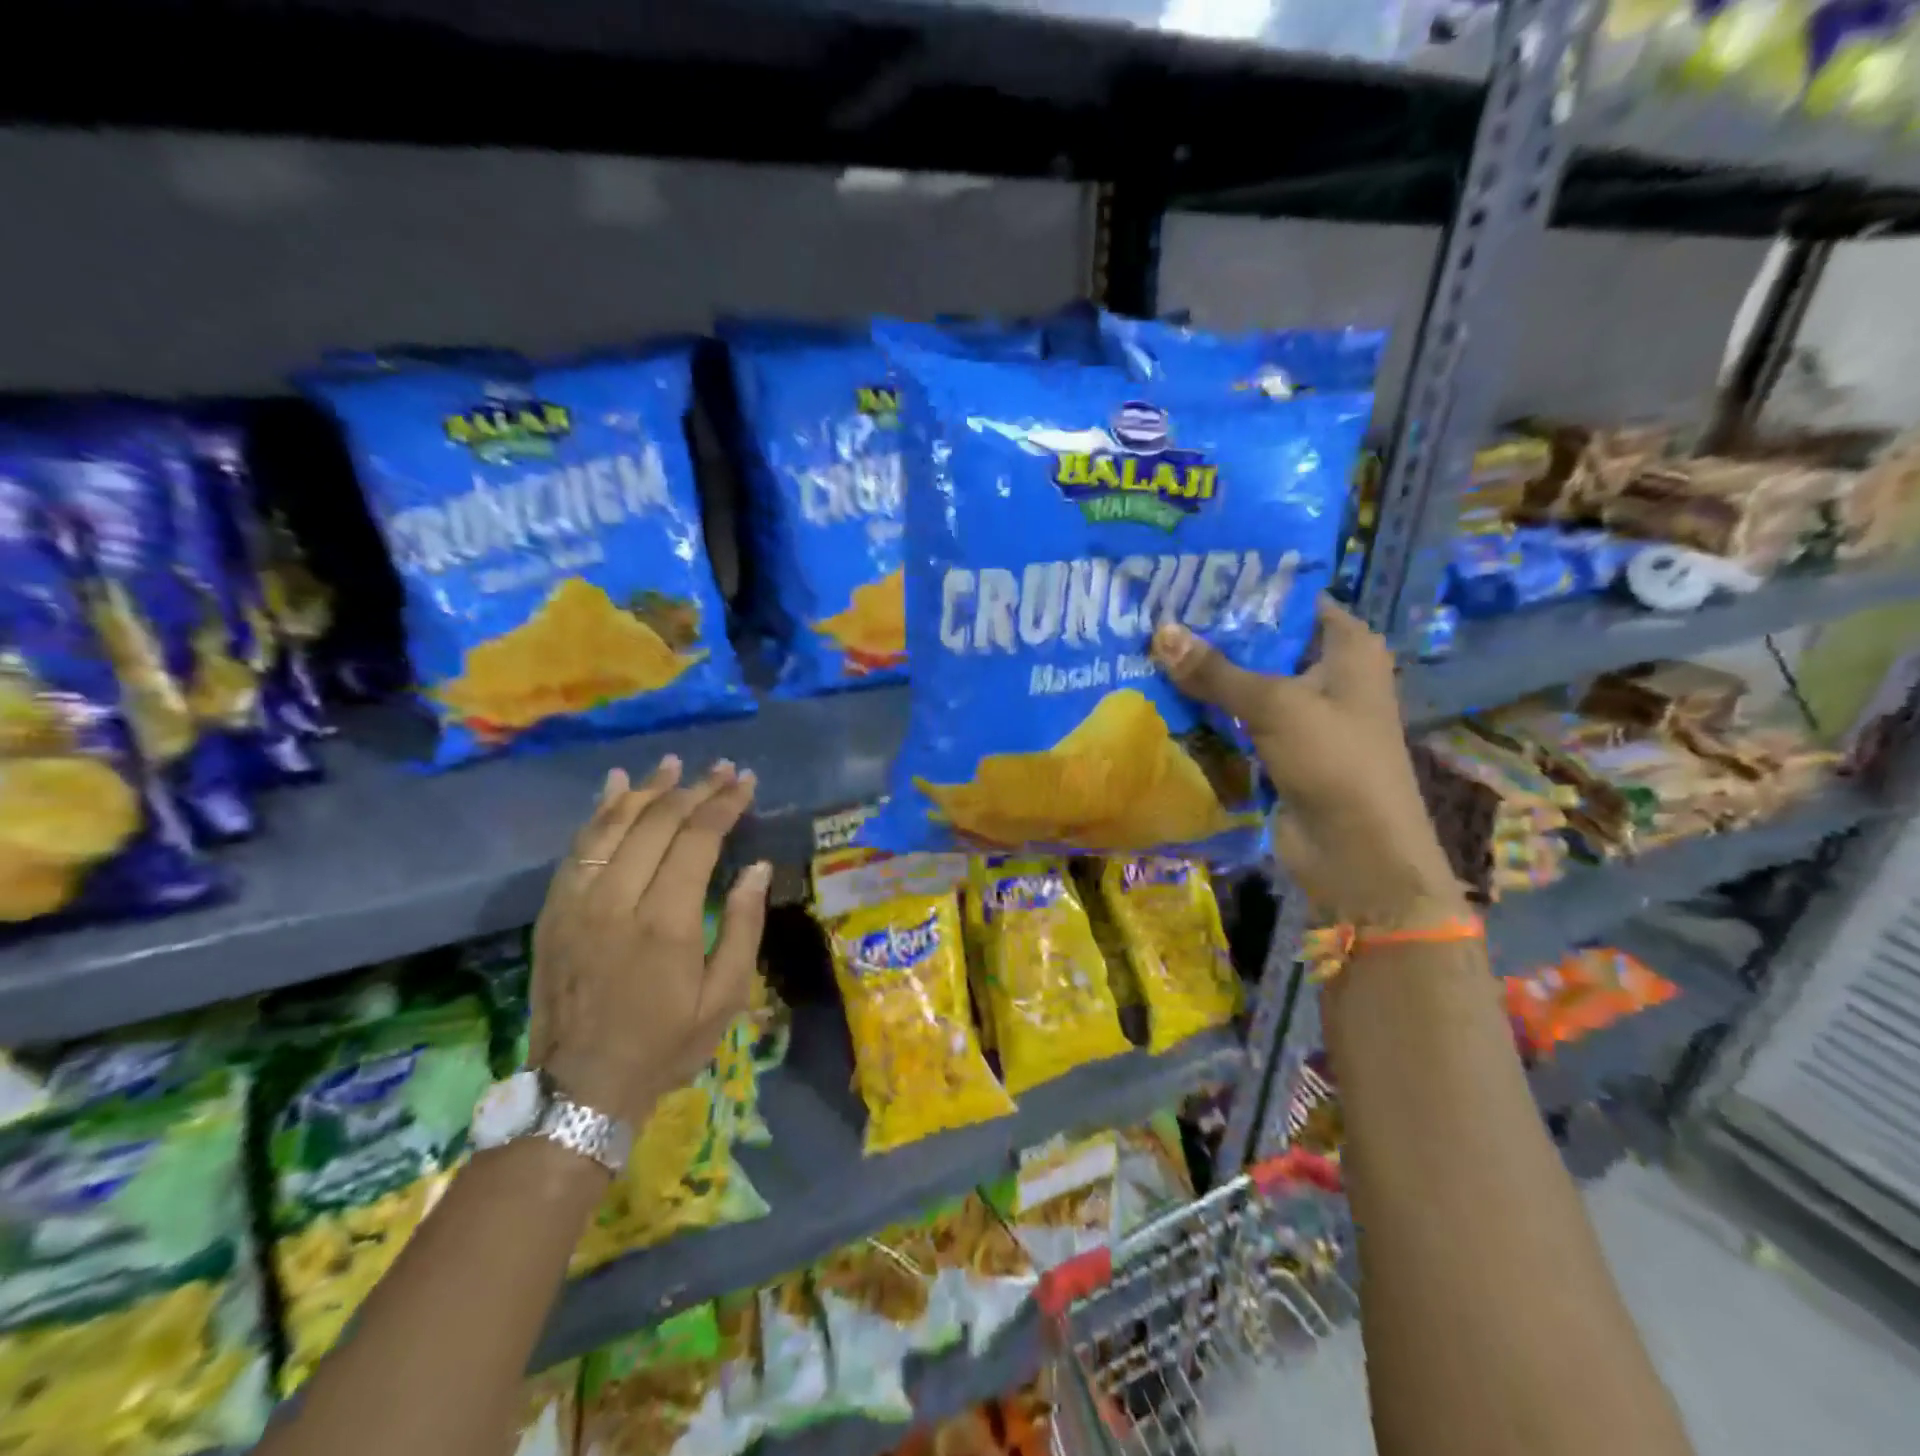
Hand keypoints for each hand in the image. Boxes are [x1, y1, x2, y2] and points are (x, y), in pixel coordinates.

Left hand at [528, 756, 770, 1125]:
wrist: (579, 1088)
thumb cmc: (664, 1043)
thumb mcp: (724, 997)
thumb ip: (742, 927)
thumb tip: (756, 868)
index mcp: (666, 922)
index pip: (697, 839)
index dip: (724, 804)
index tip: (746, 781)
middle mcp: (617, 899)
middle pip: (657, 822)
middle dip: (695, 789)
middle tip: (722, 769)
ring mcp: (578, 901)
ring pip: (613, 824)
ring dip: (647, 789)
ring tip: (674, 764)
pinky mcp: (554, 909)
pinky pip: (578, 846)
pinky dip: (600, 810)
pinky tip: (616, 785)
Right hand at [1152, 598, 1465, 929]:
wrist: (1356, 852)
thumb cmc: (1334, 760)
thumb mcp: (1274, 705)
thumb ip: (1215, 670)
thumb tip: (1160, 632)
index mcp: (1347, 647)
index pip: (1292, 599)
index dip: (1245, 587)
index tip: (1191, 577)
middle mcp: (1327, 673)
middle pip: (1263, 642)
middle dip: (1213, 633)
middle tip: (1155, 612)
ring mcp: (1302, 714)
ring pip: (1245, 683)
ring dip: (1204, 676)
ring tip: (1147, 648)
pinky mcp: (1279, 748)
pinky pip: (1237, 719)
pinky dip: (1207, 712)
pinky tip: (1161, 696)